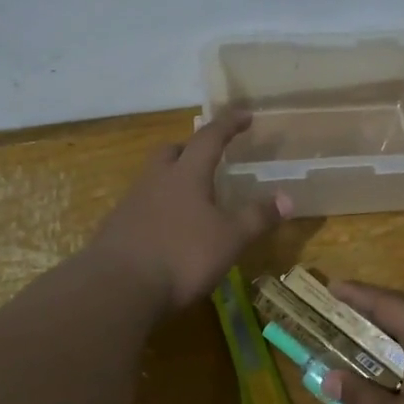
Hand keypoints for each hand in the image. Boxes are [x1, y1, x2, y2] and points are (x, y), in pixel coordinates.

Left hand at [86, 109, 291, 312]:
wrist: (117, 288)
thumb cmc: (182, 256)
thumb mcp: (229, 239)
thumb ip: (257, 217)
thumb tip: (288, 198)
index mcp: (186, 175)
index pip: (209, 138)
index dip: (229, 124)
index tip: (244, 115)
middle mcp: (156, 180)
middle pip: (171, 152)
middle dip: (190, 149)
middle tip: (208, 158)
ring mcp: (131, 204)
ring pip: (154, 179)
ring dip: (173, 181)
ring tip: (192, 199)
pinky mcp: (116, 229)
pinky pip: (142, 207)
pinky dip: (159, 209)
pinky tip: (169, 230)